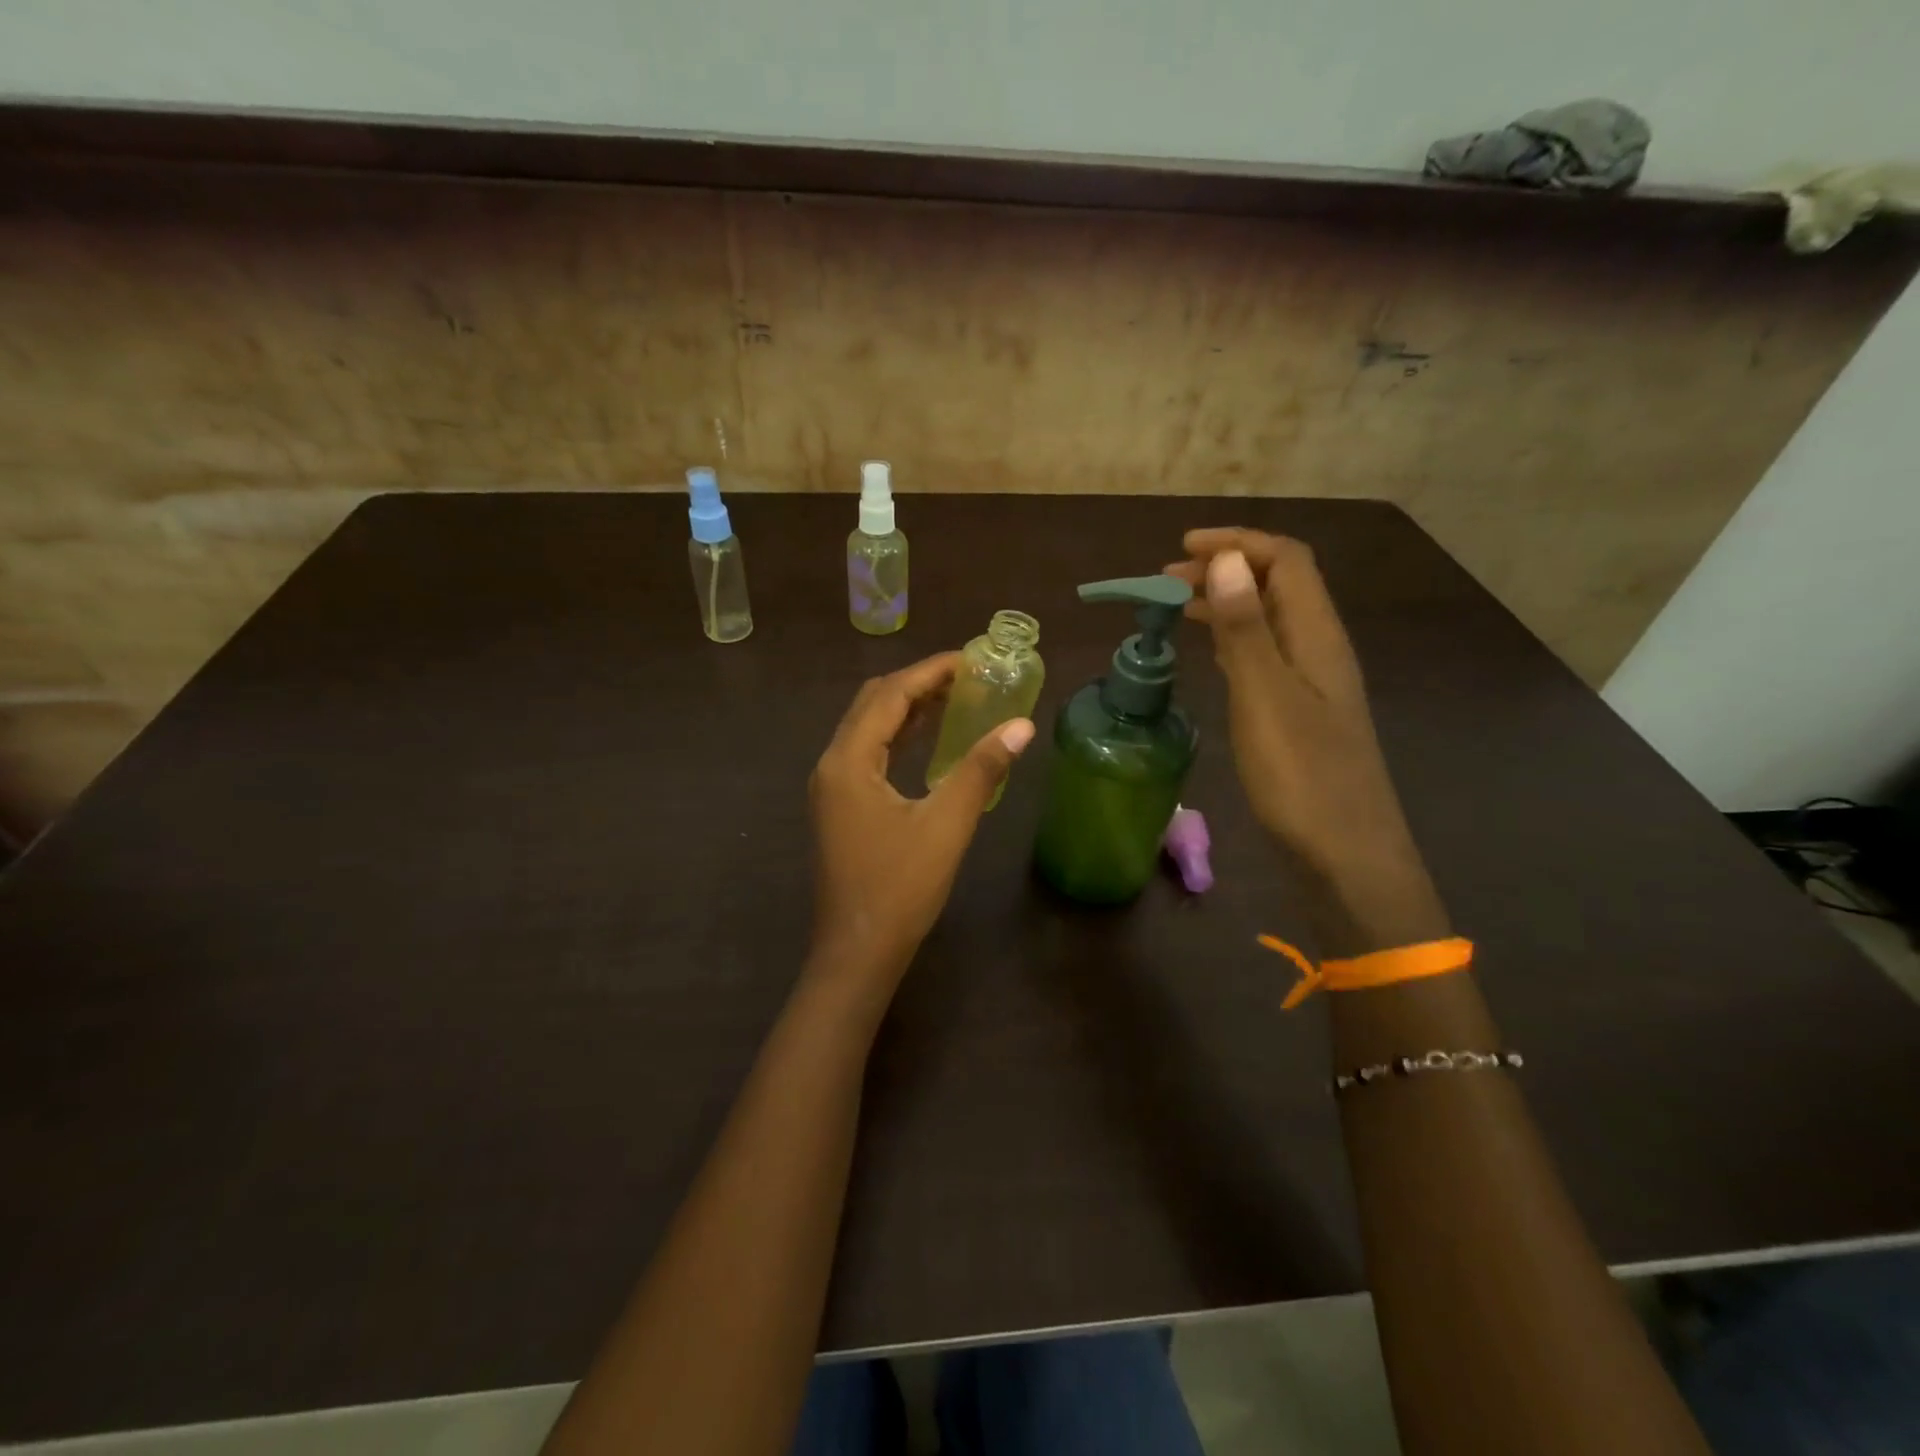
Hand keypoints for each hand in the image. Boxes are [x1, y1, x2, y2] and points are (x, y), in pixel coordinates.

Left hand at [808, 654, 1034, 988]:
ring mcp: (832, 787)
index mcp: (848, 760)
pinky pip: (868, 754)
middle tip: (965, 677)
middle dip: (917, 683)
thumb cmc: (900, 888)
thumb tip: (1021, 726)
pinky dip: (898, 737)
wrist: (858, 952)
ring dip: (907, 709)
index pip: (890, 695)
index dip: (930, 671)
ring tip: (955, 699)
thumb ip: (981, 769)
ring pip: (868, 728)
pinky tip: (928, 740)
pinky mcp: (840, 807)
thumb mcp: (946, 824)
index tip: (970, 658)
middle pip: (872, 704)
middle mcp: (832, 764)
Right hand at [1167, 528, 1446, 947]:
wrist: (1345, 854)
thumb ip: (1245, 627)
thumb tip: (1226, 560)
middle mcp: (1319, 649)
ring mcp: (1312, 683)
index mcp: (1317, 636)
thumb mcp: (1265, 696)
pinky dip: (1233, 638)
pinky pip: (1265, 654)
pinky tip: (1211, 653)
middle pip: (1279, 585)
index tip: (1182, 548)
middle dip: (1226, 568)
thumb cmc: (1302, 776)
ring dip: (1227, 602)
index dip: (1237, 543)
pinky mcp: (1300, 713)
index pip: (1286, 561)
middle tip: (1165, 581)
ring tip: (1175, 609)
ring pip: (1270, 620)